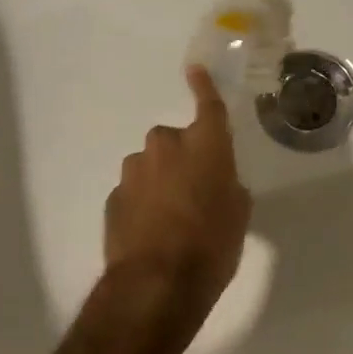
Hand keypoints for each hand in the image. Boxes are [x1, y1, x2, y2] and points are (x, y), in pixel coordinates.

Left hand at [104, 66, 252, 314]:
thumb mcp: (238, 216)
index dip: (203, 87)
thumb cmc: (211, 245)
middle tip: (195, 192)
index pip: (208, 105)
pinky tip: (151, 232)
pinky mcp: (113, 196)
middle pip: (175, 141)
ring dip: (160, 180)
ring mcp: (134, 170)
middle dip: (183, 158)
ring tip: (171, 219)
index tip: (194, 70)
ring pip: (151, 165)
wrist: (156, 283)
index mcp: (205, 145)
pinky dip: (143, 202)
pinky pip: (134, 190)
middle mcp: (166, 147)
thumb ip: (229, 187)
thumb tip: (218, 183)